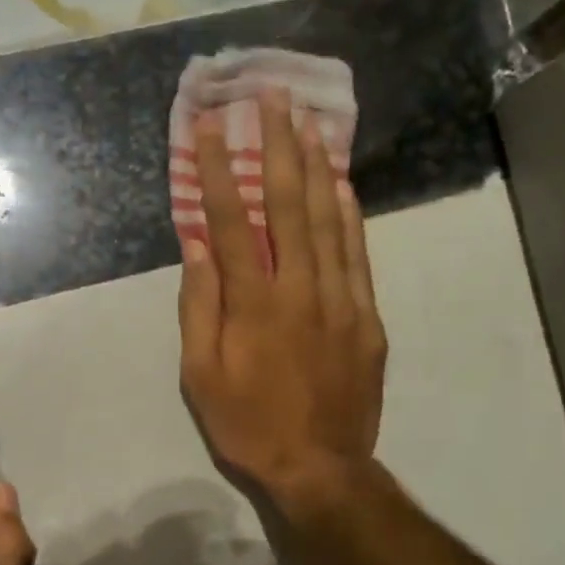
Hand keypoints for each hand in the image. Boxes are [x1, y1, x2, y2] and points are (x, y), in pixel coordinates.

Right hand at [178, 90, 387, 523]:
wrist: (320, 467)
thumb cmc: (248, 425)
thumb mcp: (202, 375)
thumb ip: (200, 305)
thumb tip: (197, 242)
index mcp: (254, 304)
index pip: (233, 221)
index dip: (221, 169)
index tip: (212, 125)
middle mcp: (300, 289)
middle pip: (290, 205)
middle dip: (279, 146)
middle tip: (273, 97)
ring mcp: (341, 300)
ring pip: (330, 220)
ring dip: (317, 167)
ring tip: (308, 121)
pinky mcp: (367, 317)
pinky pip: (358, 254)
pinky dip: (350, 214)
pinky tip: (342, 183)